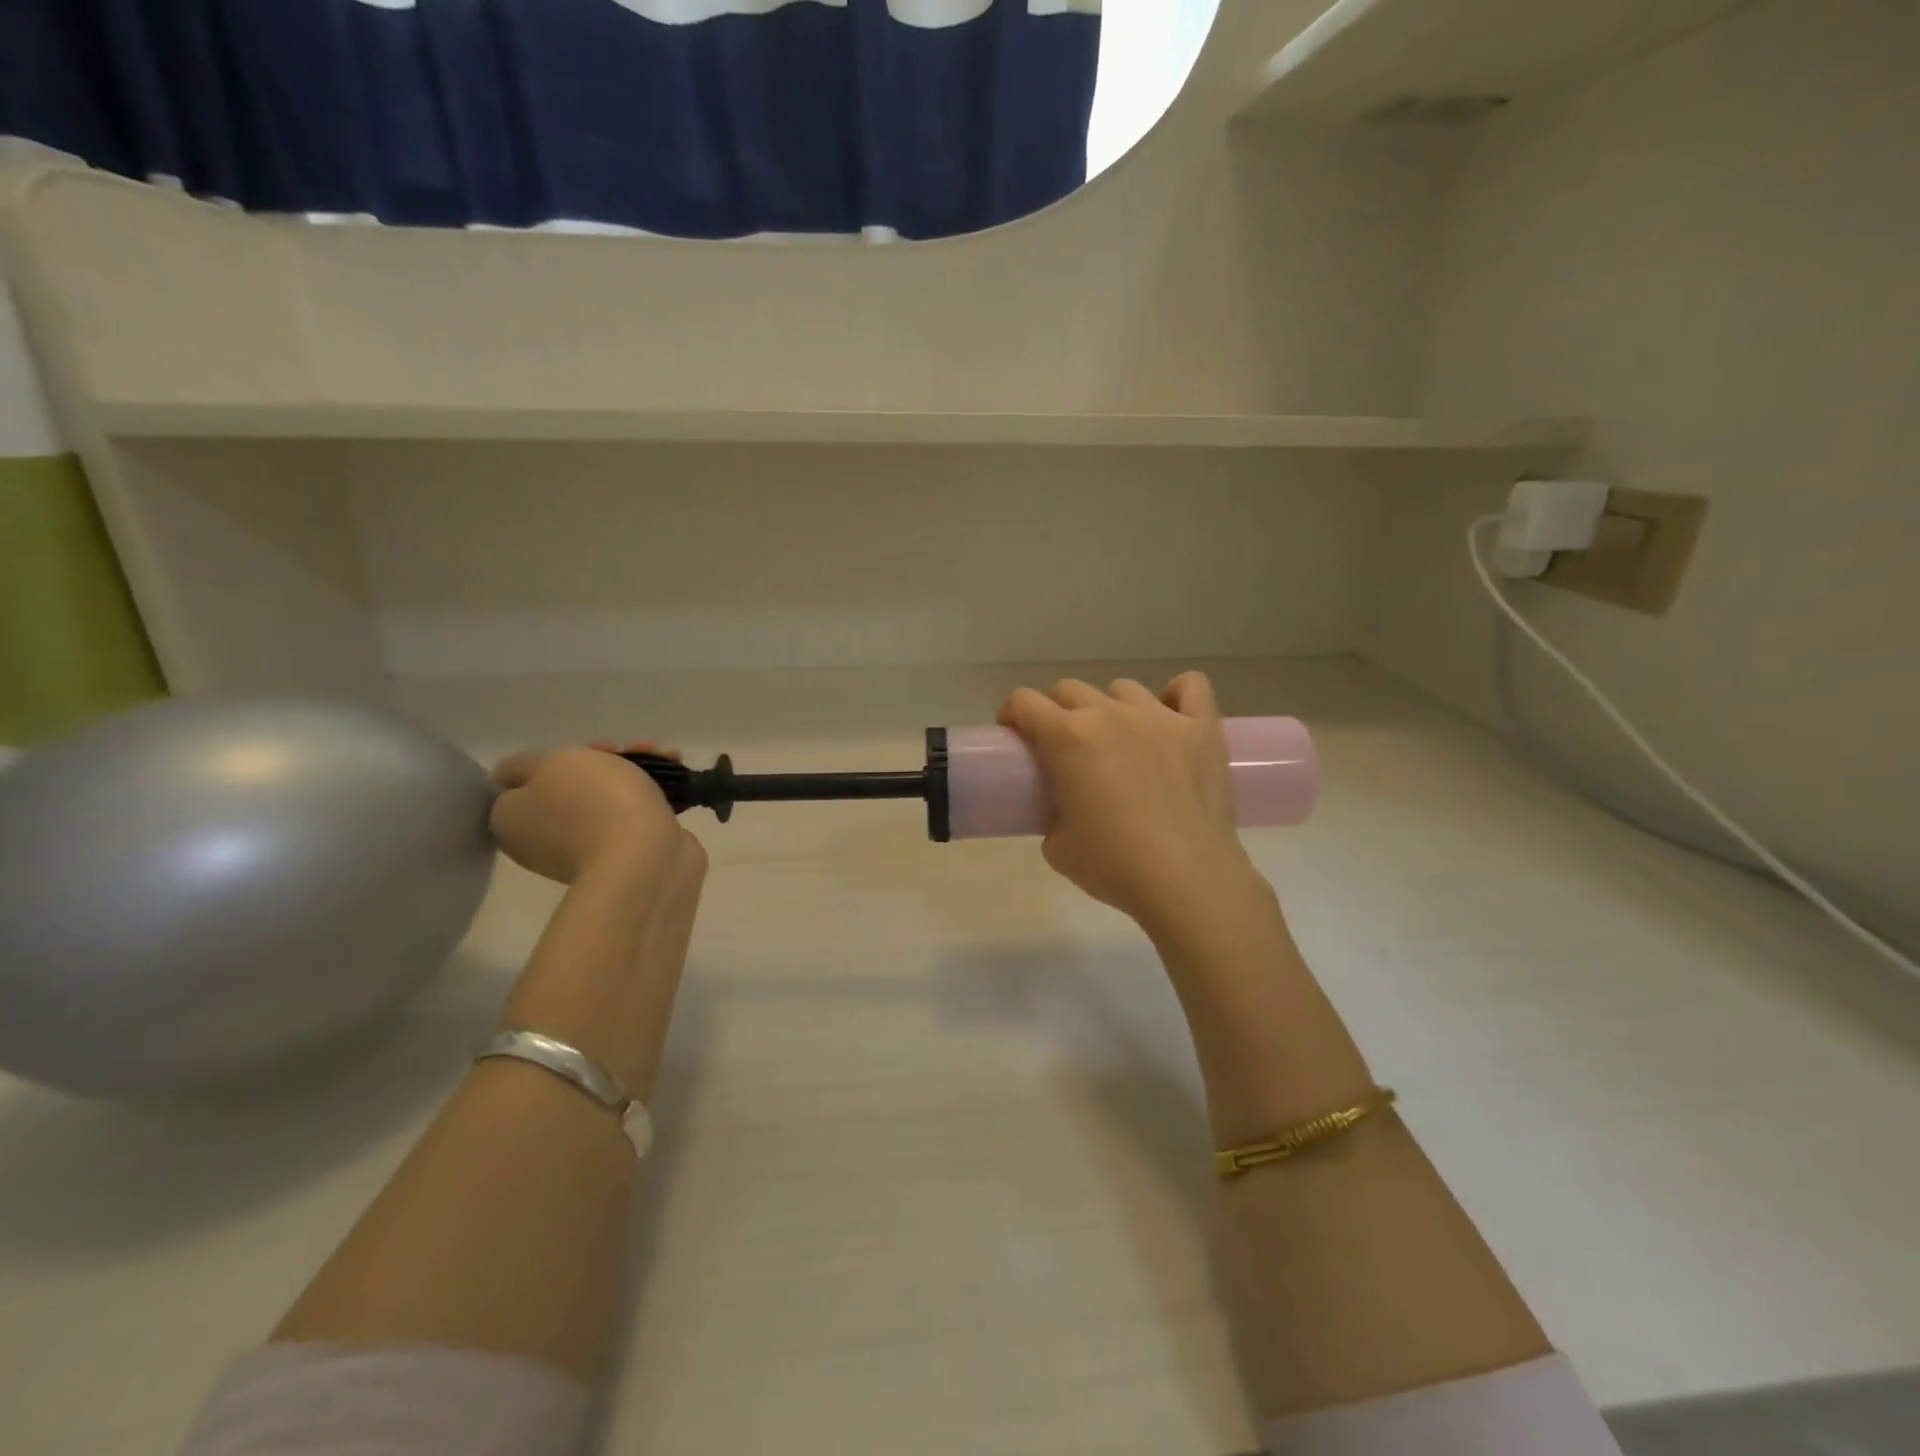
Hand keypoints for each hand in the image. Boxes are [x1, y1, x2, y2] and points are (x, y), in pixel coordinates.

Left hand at [490, 741, 682, 885]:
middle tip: (626, 750)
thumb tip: (517, 776)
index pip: (521, 783)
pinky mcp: (628, 854)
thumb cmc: (594, 802)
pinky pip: (635, 815)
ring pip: (607, 797)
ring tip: (667, 756)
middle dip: (603, 761)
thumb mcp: (550, 763)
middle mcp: (543, 839)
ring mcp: (587, 849)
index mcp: (512, 820)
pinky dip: (653, 794)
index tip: (583, 750)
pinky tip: (677, 779)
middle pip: (570, 786)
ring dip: (635, 772)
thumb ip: (525, 764)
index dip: (553, 759)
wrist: (646, 856)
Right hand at [997, 673, 1258, 928]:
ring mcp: (1161, 717)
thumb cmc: (1114, 865)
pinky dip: (1175, 695)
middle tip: (1062, 746)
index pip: (1024, 701)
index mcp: (1069, 737)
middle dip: (1057, 711)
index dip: (1012, 714)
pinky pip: (1190, 686)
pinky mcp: (1202, 729)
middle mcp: (1111, 714)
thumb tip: (1065, 810)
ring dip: (1109, 708)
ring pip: (1123, 689)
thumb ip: (1052, 815)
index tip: (1014, 735)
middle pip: (1070, 689)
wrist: (1187, 882)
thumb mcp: (1057, 847)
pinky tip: (1170, 717)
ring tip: (1116, 740)